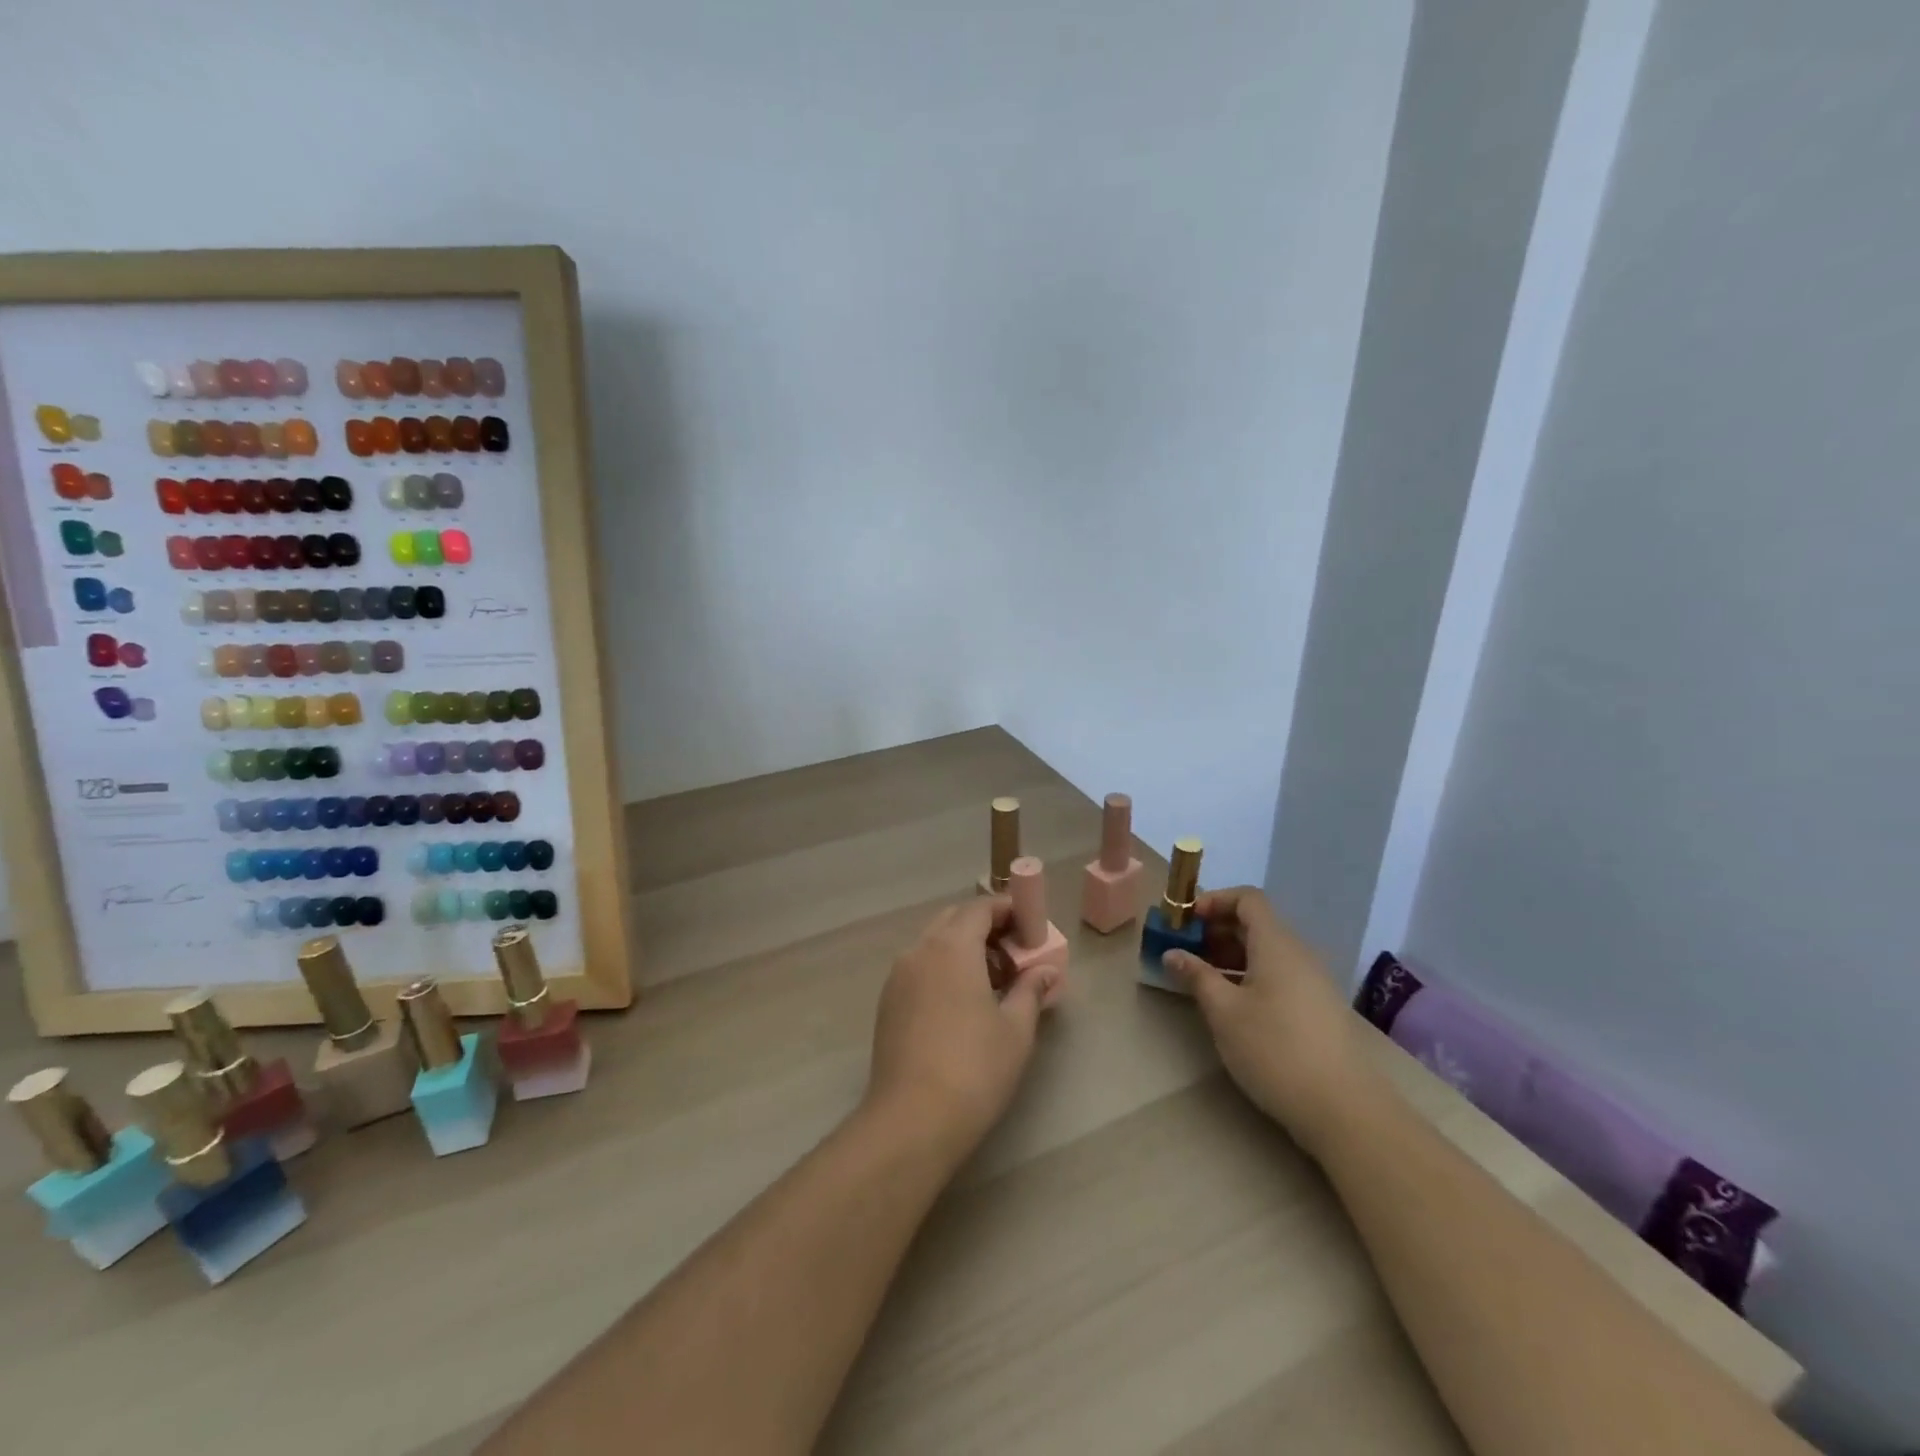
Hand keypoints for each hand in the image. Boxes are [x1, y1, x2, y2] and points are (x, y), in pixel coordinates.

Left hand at [866, 897, 1062, 1159]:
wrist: (911, 1120)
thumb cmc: (974, 1069)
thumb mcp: (1015, 1029)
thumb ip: (1031, 990)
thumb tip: (1046, 971)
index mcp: (951, 947)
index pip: (980, 908)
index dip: (1007, 911)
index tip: (1030, 927)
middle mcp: (919, 951)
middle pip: (954, 920)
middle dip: (985, 928)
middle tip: (1015, 955)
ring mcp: (898, 977)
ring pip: (933, 944)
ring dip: (963, 949)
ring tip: (993, 982)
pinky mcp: (888, 1002)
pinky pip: (920, 968)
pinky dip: (943, 969)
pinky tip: (962, 1004)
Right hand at [1163, 887, 1382, 1156]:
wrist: (1345, 1109)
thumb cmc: (1275, 1050)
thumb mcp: (1224, 1012)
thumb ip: (1196, 976)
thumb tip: (1173, 953)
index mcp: (1277, 944)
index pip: (1247, 898)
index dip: (1214, 900)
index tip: (1185, 921)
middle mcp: (1299, 953)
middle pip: (1256, 923)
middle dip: (1216, 929)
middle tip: (1185, 950)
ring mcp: (1313, 981)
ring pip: (1267, 951)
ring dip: (1231, 954)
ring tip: (1201, 978)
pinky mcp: (1319, 1008)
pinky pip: (1279, 973)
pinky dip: (1250, 974)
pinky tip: (1232, 1004)